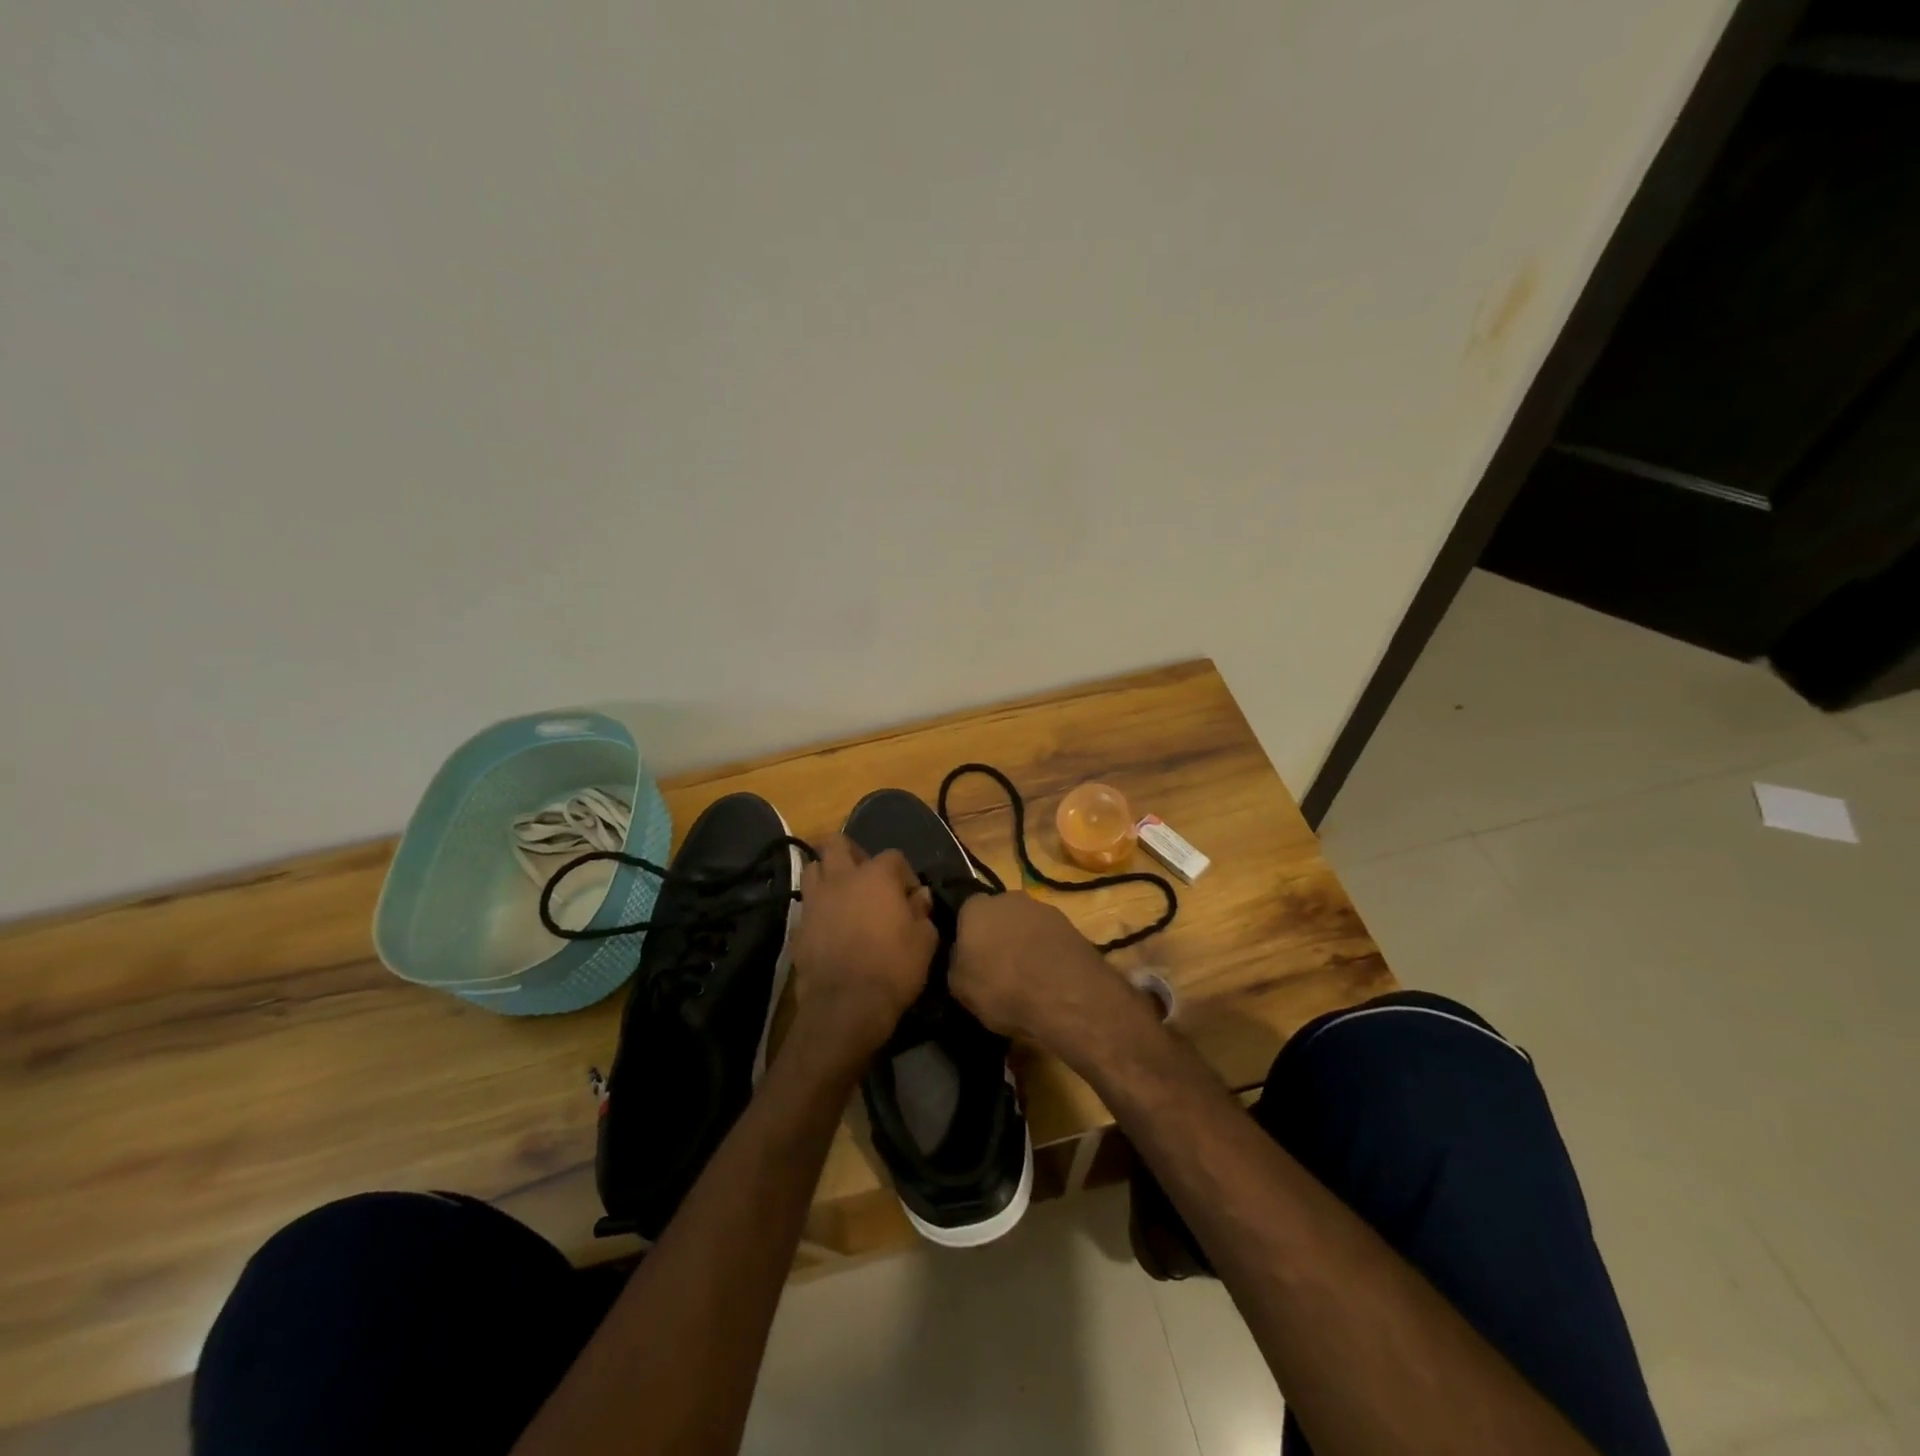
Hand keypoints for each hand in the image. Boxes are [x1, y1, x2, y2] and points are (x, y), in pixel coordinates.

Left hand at [788, 835, 937, 1060]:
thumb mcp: (924, 941)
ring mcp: (815, 900)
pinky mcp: (798, 925)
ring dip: (828, 874)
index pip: (893, 856)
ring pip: (813, 867)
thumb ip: (922, 911)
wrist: (845, 1007)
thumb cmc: (893, 968)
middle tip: (867, 877)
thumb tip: (919, 896)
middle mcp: (842, 878)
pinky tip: (830, 925)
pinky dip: (818, 907)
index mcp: (876, 875)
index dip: (905, 874)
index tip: (911, 897)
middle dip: (853, 853)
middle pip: (838, 844)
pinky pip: (807, 903)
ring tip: (843, 895)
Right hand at [949, 892, 1121, 1046]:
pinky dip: (1047, 952)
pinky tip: (1048, 978)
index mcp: (976, 908)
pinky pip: (1049, 938)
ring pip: (1025, 924)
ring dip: (1023, 942)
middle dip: (996, 934)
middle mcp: (1009, 899)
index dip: (965, 934)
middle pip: (997, 914)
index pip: (964, 912)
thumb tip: (960, 954)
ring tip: (1026, 976)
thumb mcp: (959, 987)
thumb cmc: (1002, 989)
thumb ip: (955, 962)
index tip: (968, 957)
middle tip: (996, 965)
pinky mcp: (1071, 926)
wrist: (1066, 996)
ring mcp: (1044, 909)